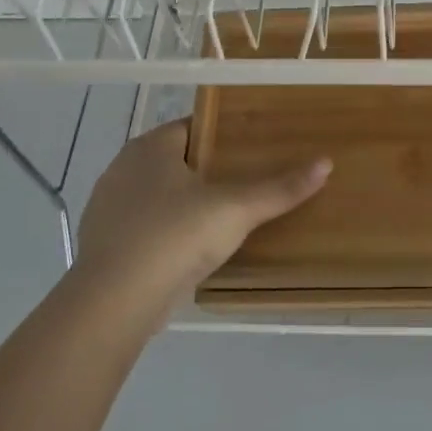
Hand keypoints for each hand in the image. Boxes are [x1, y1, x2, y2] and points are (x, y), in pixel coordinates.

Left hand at [69, 118, 329, 310]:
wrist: (114, 303)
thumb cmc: (174, 237)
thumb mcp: (236, 209)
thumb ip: (279, 187)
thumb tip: (326, 163)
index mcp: (150, 147)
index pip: (192, 126)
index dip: (223, 134)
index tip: (254, 147)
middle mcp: (122, 168)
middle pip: (176, 160)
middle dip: (208, 171)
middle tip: (248, 182)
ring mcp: (108, 208)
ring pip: (158, 196)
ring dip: (186, 204)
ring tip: (225, 217)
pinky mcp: (105, 245)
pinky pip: (145, 228)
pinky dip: (167, 233)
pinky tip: (190, 250)